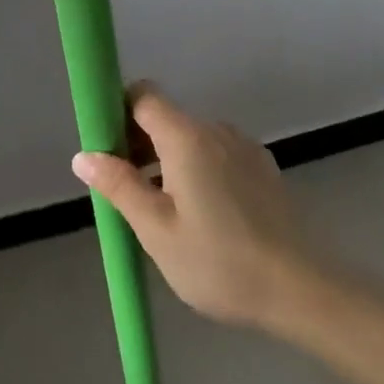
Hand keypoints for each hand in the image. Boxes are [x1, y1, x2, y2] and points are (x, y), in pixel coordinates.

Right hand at [73, 84, 316, 330]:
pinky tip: (203, 216)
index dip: (119, 112)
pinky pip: (217, 154)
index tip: (106, 149)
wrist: (299, 287)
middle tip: (128, 194)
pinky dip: (199, 170)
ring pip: (192, 138)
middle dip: (139, 144)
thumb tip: (84, 155)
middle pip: (166, 118)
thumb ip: (120, 186)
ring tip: (164, 213)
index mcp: (186, 136)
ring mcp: (243, 145)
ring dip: (169, 161)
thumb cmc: (219, 261)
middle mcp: (215, 128)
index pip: (144, 95)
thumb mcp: (157, 231)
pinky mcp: (262, 166)